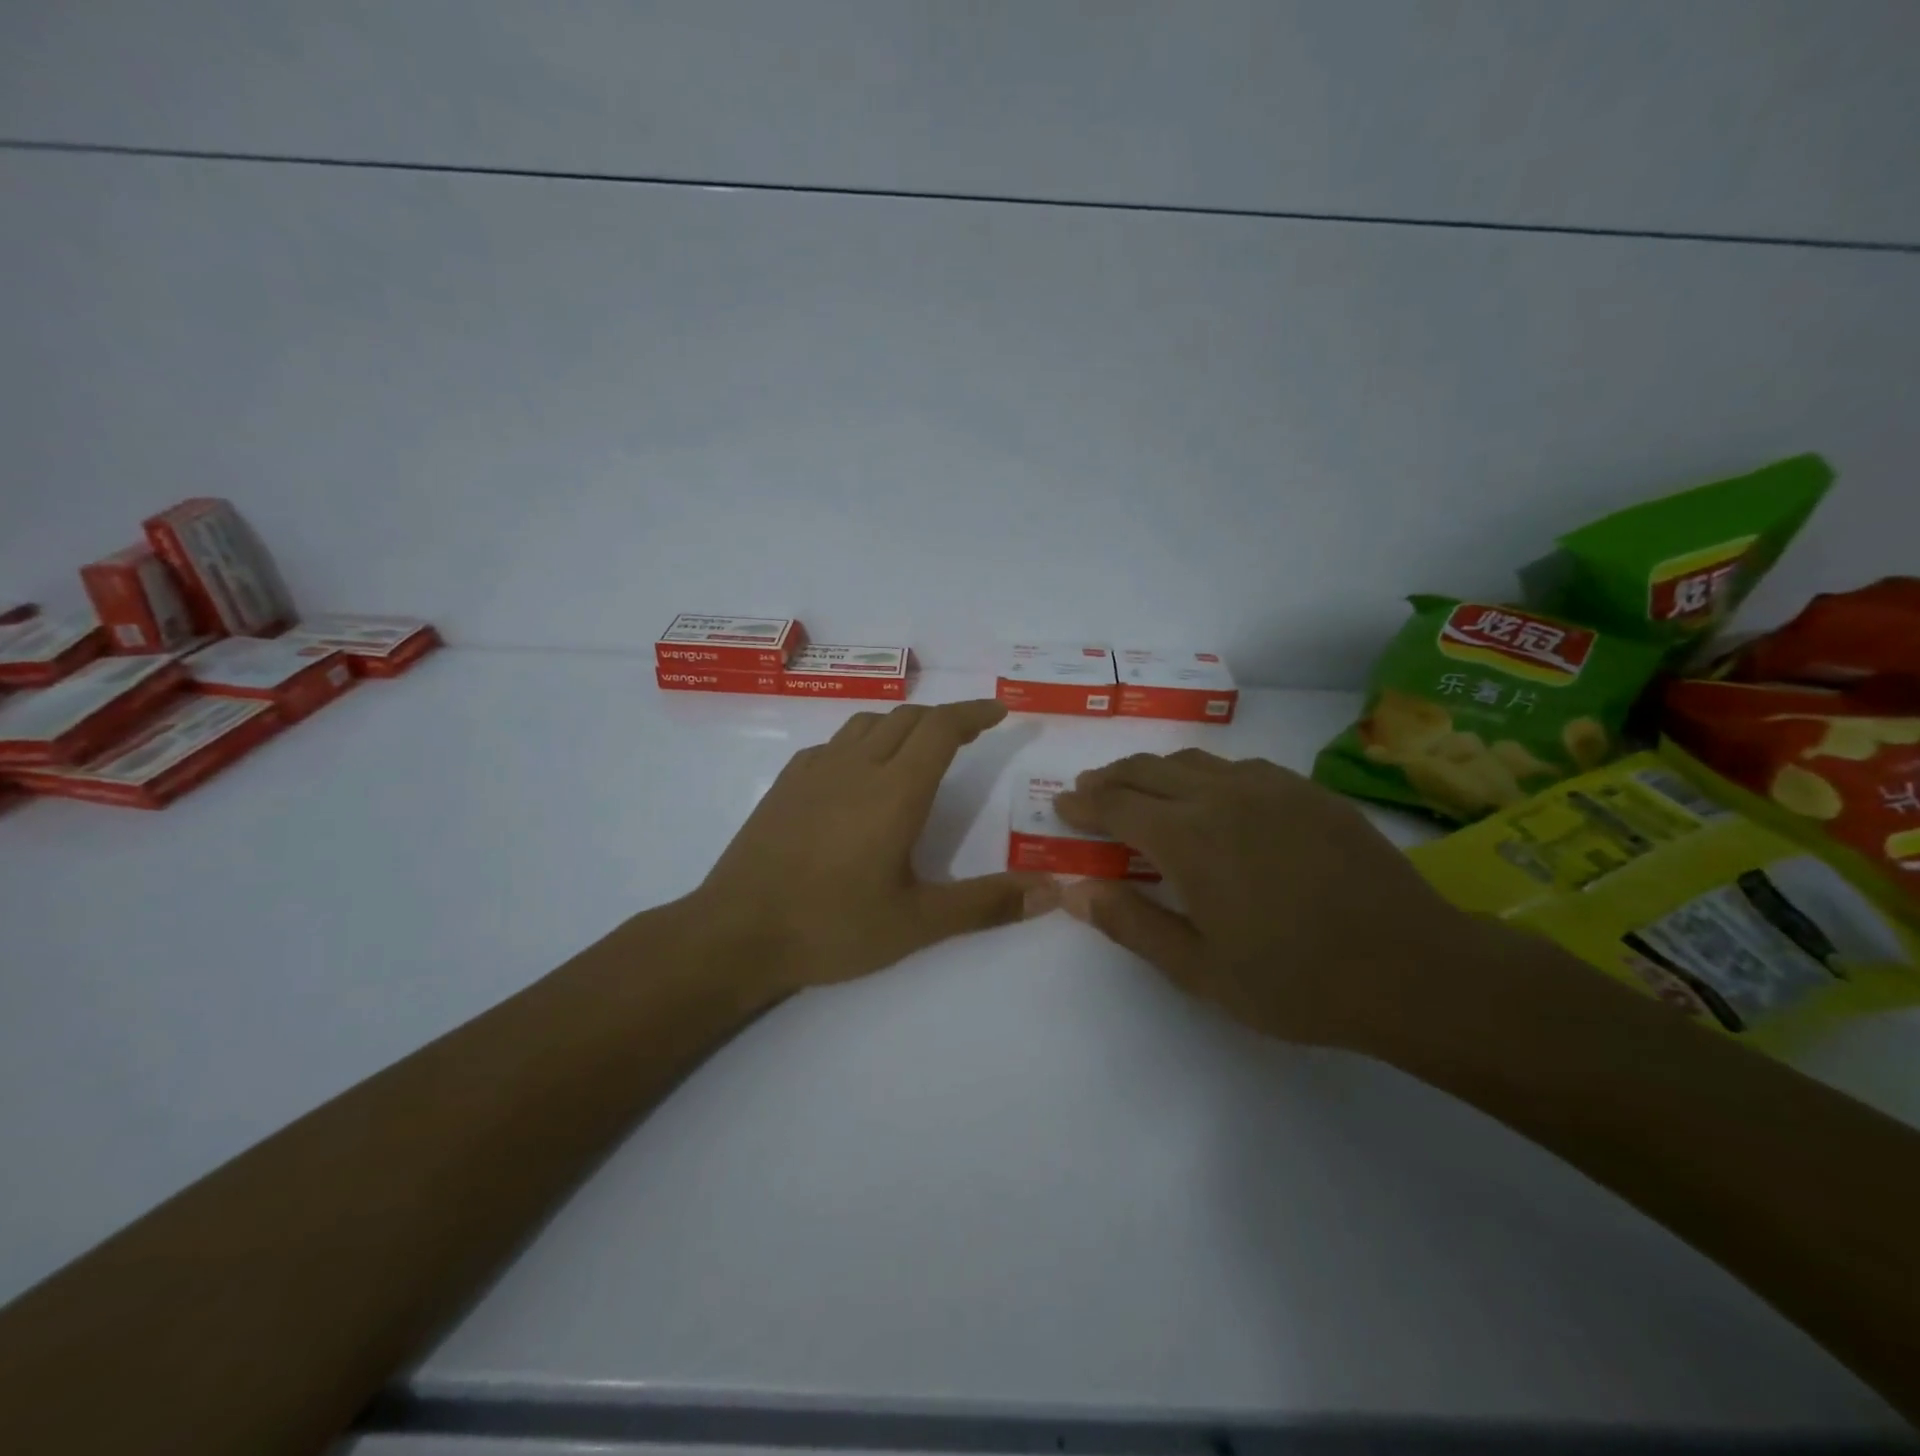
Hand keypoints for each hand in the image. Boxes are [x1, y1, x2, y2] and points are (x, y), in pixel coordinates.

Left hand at [693, 699, 1058, 993]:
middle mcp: (856, 766)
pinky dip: (862, 743)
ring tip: (919, 749)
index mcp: (894, 790)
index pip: (942, 728)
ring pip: (868, 724)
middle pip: (908, 718)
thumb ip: (986, 904)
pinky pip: (834, 744)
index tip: (999, 711)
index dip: (974, 713)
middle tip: (970, 735)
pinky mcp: (786, 783)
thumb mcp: (917, 923)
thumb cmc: (832, 926)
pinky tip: (859, 775)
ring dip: (903, 725)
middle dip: (945, 719)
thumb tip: (1052, 892)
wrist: (736, 933)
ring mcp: (814, 770)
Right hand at [1053, 749, 1480, 1050]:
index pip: (1116, 804)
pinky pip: (1239, 767)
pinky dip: (1205, 774)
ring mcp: (1270, 787)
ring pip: (1193, 761)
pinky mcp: (1308, 791)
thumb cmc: (1295, 981)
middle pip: (1148, 769)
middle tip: (1089, 791)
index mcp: (1188, 839)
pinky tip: (1212, 795)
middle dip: (1110, 777)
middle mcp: (1222, 796)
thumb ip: (1131, 924)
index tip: (1062, 807)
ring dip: (1154, 770)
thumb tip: (1074, 891)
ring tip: (1139, 787)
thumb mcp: (1199, 970)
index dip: (1083, 804)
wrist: (1413, 968)